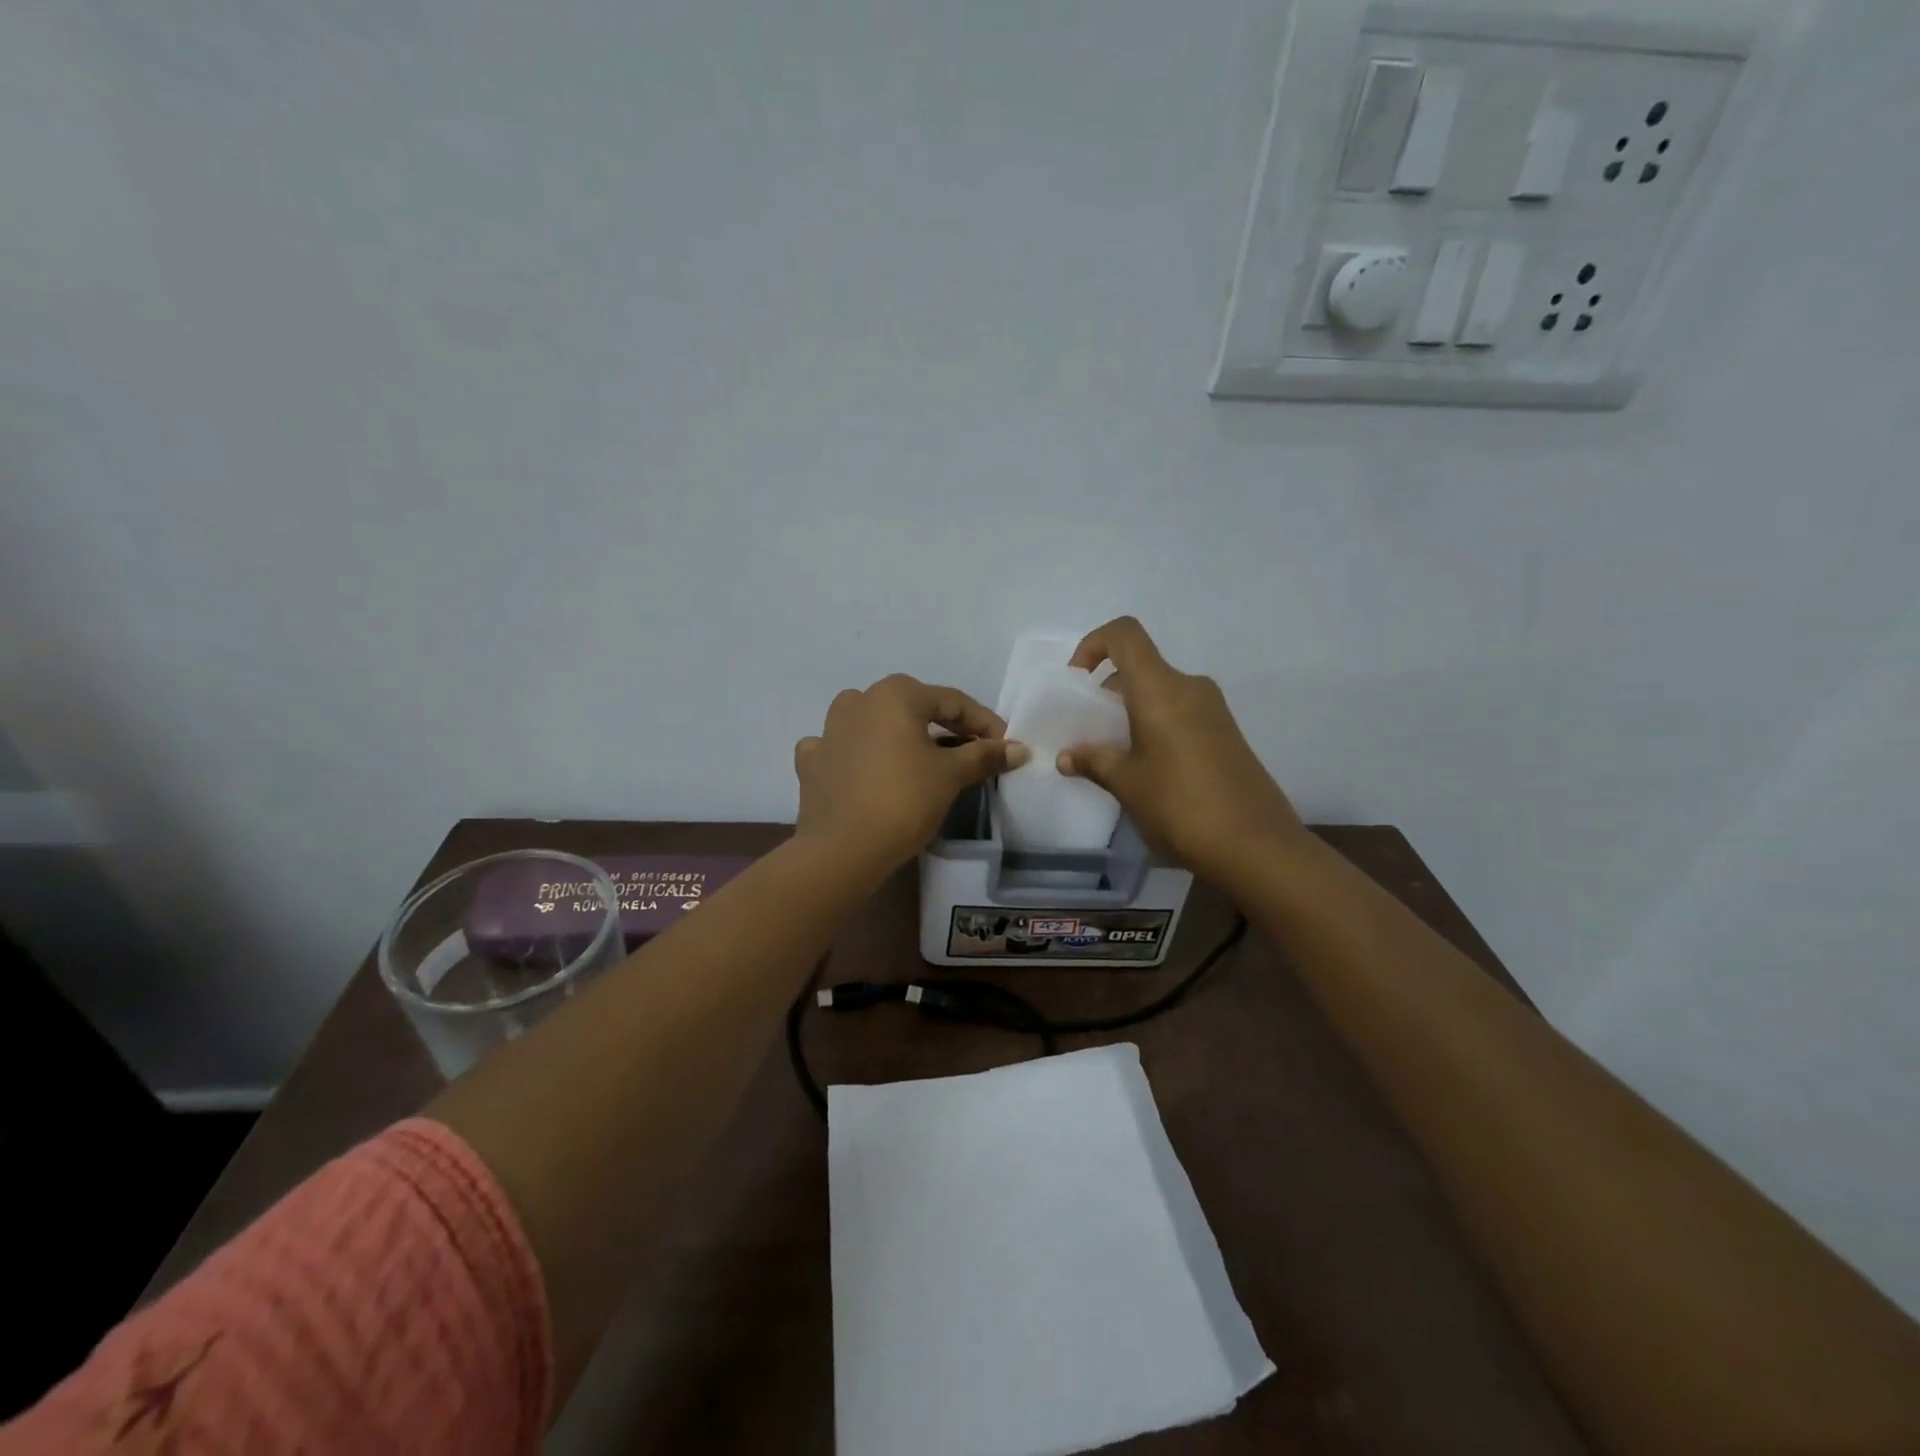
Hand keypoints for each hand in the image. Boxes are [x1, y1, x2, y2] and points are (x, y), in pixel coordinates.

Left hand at [794, 675, 1029, 876]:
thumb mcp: (951, 776)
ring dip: (898, 735)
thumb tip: (1018, 748)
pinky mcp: (811, 762)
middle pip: (912, 708)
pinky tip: (866, 771)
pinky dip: (858, 755)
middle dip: (944, 728)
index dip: (983, 722)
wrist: (842, 850)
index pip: (952, 701)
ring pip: (873, 723)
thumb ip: (984, 755)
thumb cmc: (904, 801)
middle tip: (970, 753)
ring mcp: (828, 730)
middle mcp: (858, 700)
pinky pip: (841, 748)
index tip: (1004, 746)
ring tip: (919, 760)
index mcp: (894, 694)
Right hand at [1058, 617, 1303, 878]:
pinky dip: (1155, 724)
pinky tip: (1148, 767)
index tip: (1077, 682)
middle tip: (1088, 731)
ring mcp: (1213, 710)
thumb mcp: (1127, 784)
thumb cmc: (1180, 806)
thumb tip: (1066, 757)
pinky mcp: (1226, 733)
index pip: (1124, 634)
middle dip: (1107, 691)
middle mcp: (1189, 687)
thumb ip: (1094, 762)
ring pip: (1160, 692)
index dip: (1093, 644)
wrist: (1257, 846)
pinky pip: (1180, 711)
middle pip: (1141, 666)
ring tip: (1114, 754)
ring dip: (1131, 711)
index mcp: (1161, 689)